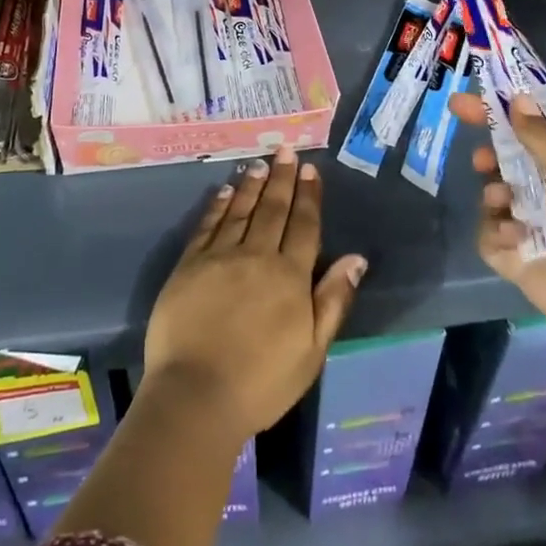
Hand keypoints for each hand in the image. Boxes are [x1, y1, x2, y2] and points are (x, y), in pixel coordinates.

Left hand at [143, 148, 368, 439]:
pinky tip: (223, 191)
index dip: (309, 196)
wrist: (196, 395)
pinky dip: (217, 205)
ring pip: (240, 210)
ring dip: (251, 184)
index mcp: (290, 276)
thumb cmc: (262, 381)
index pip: (304, 225)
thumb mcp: (312, 350)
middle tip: (286, 150)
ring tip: (260, 163)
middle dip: (282, 178)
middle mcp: (256, 256)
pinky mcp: (189, 265)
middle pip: (273, 209)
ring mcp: (219, 257)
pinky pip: (207, 226)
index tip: (311, 170)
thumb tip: (356, 258)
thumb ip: (333, 300)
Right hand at [447, 93, 545, 370]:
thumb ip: (540, 135)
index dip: (496, 116)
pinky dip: (496, 232)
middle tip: (481, 160)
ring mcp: (535, 229)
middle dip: (489, 158)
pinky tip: (514, 237)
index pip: (529, 132)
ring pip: (493, 198)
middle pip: (506, 166)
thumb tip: (518, 100)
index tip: (461, 104)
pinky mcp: (519, 261)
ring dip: (493, 193)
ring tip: (502, 200)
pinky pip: (490, 236)